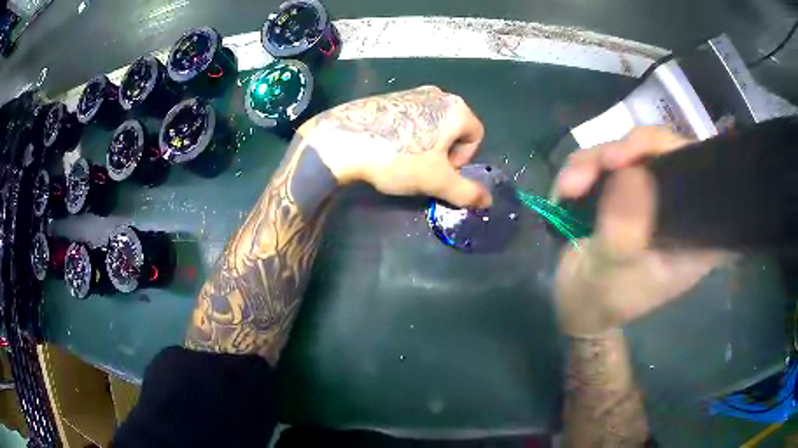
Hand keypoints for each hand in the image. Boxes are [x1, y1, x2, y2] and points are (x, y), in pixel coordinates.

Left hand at [298, 86, 491, 207]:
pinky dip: (406, 135)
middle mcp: (438, 94)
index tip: (440, 172)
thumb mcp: (437, 181)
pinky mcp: (389, 97)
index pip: (476, 137)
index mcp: (456, 108)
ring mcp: (411, 92)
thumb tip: (488, 202)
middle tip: (423, 169)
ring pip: (431, 125)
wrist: (344, 140)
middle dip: (444, 152)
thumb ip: (466, 192)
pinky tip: (388, 148)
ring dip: (426, 145)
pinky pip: (410, 118)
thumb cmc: (399, 159)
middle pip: (454, 129)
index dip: (462, 159)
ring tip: (403, 160)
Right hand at [553, 127, 730, 335]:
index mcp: (692, 234)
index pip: (698, 177)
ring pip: (631, 150)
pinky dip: (584, 168)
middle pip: (663, 151)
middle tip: (597, 165)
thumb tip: (632, 174)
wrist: (575, 305)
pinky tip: (564, 191)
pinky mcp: (629, 187)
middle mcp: (678, 207)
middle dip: (624, 152)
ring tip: (566, 189)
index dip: (671, 153)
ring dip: (594, 162)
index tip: (631, 160)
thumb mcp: (608, 274)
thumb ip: (623, 232)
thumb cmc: (598, 301)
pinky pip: (609, 159)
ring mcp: (652, 193)